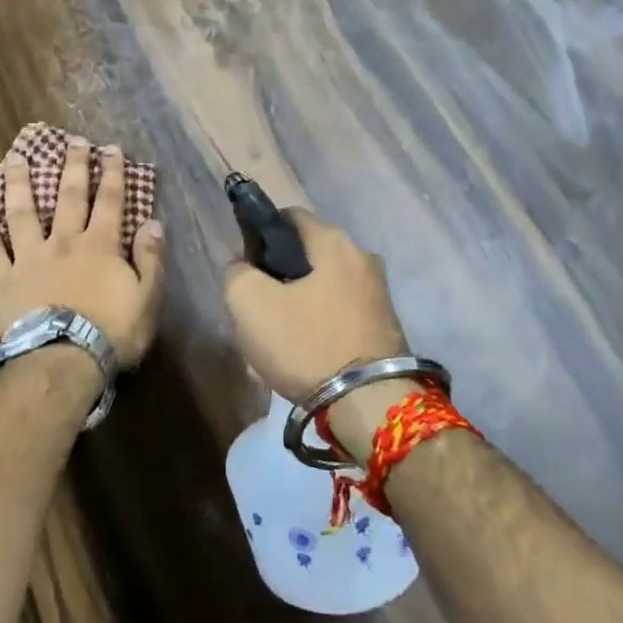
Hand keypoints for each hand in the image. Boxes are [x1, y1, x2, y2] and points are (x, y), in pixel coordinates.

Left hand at [0, 140, 166, 365]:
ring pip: (23, 212)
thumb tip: (152, 223)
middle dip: (72, 166)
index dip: (111, 173)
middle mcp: (64, 241)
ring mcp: (30, 257)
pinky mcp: (3, 278)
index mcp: (100, 245)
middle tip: (71, 141)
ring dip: (19, 183)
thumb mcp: (147, 299)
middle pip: (68, 196)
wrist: (63, 361)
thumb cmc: (111, 333)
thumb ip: (151, 259)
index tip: (110, 149)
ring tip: (15, 158)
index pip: (109, 200)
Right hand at [222, 208, 407, 403]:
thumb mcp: (249, 303)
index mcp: (334, 242)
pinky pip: (339, 314)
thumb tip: (244, 268)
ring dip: (298, 304)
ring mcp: (379, 294)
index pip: (288, 217)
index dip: (259, 236)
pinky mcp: (385, 327)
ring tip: (278, 337)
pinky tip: (304, 352)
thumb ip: (237, 273)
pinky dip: (319, 325)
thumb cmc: (306, 343)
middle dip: (278, 276)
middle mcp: (363, 258)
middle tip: (258, 308)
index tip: (246, 268)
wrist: (370, 405)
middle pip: (307, 255)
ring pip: (322, 287)